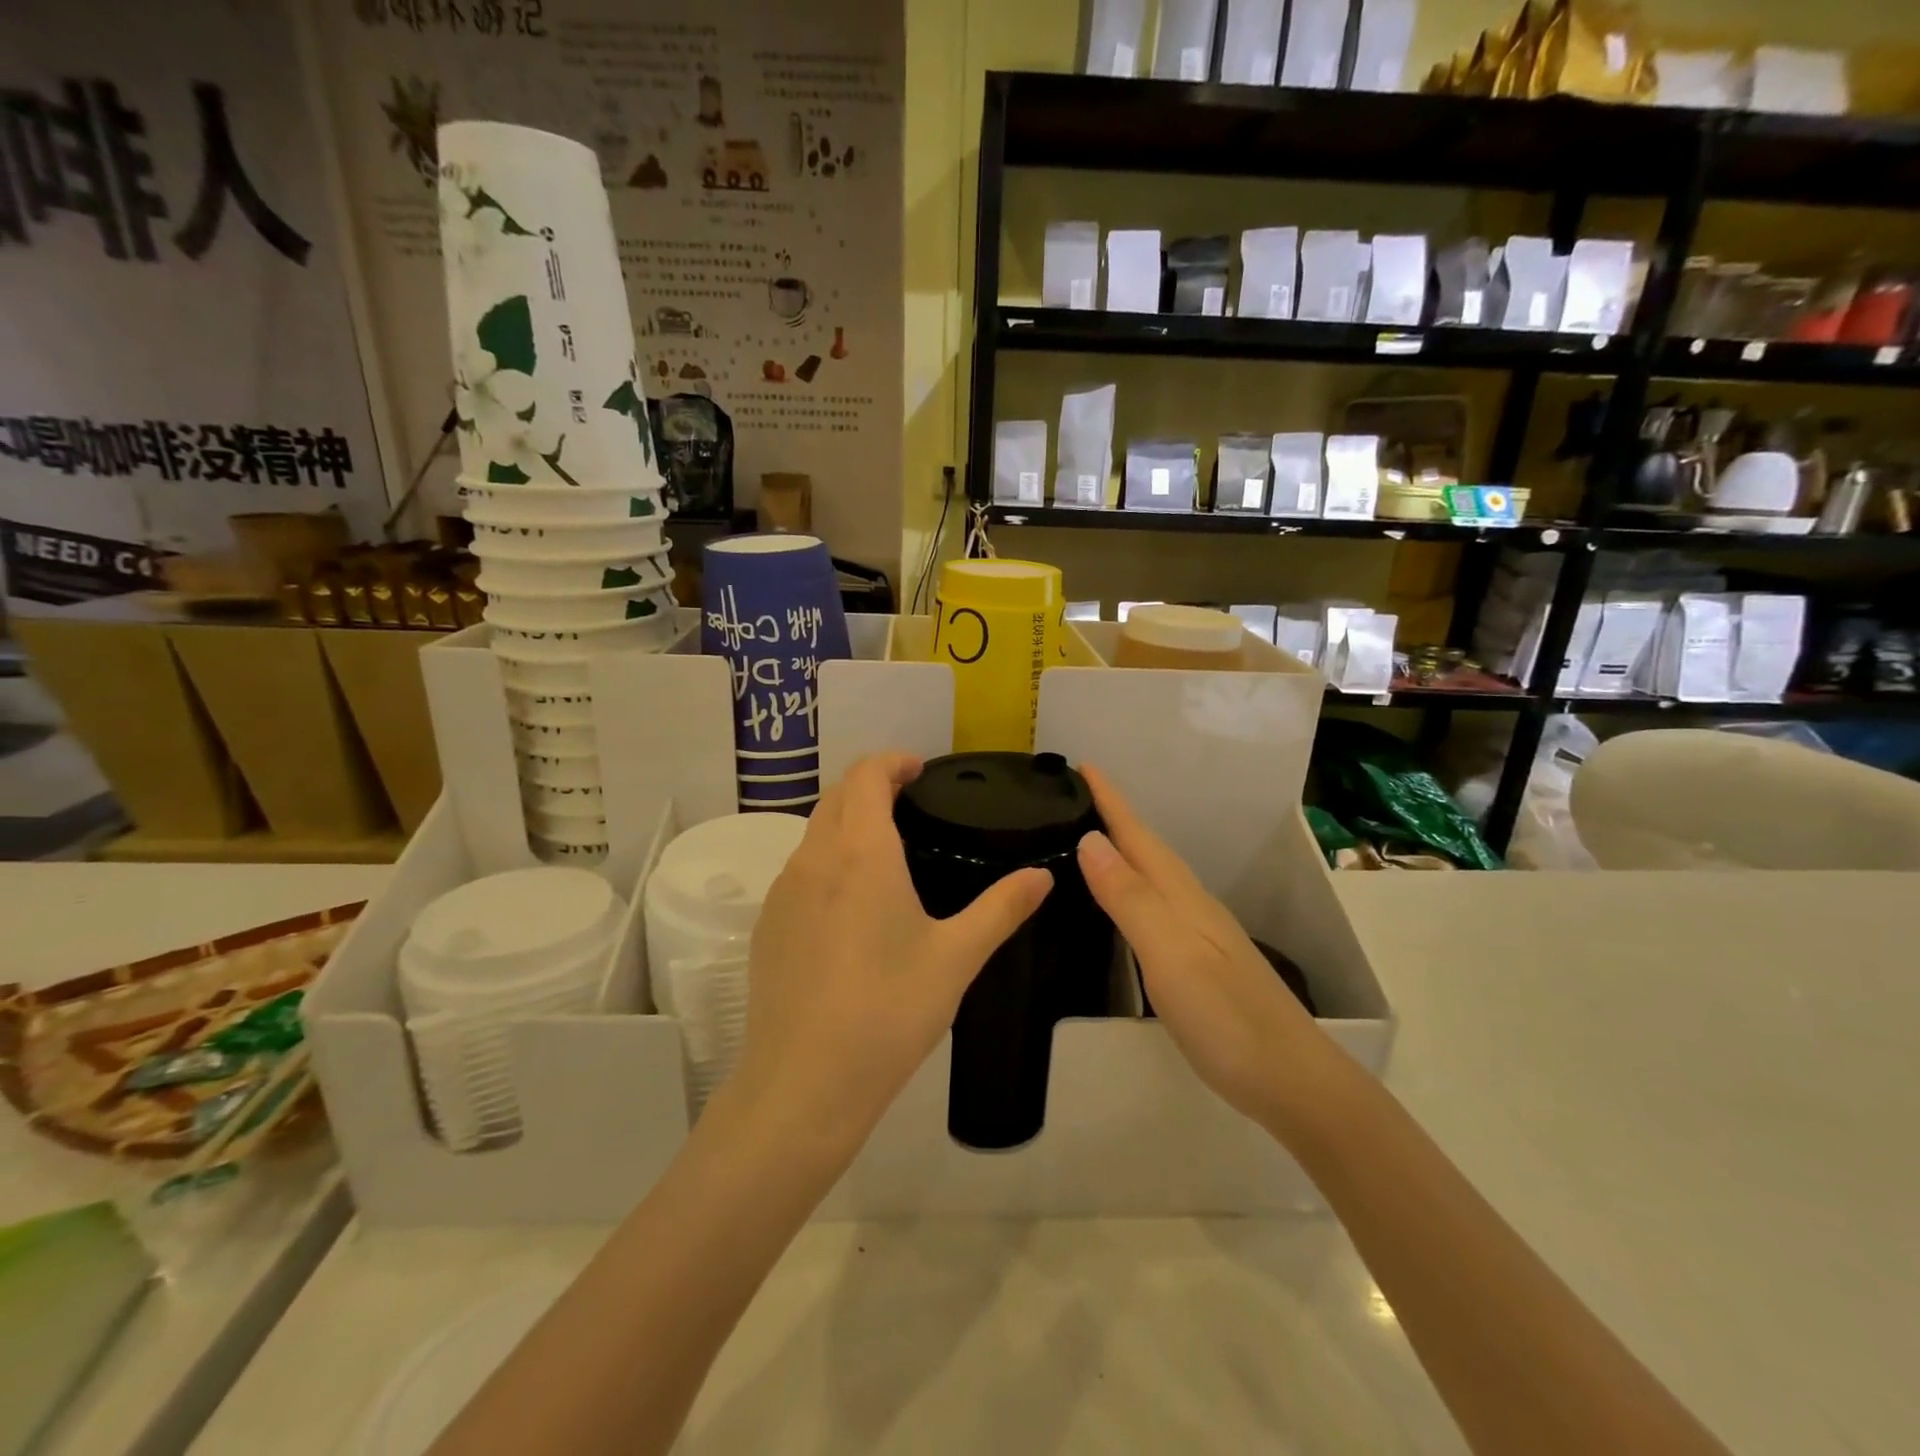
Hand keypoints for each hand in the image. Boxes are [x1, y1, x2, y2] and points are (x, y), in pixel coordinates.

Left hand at [733, 753, 1053, 1153]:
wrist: (803, 1085)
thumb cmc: (888, 1012)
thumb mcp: (957, 958)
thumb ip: (1002, 908)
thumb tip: (1043, 875)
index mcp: (860, 853)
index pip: (865, 775)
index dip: (892, 762)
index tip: (920, 770)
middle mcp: (813, 859)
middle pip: (836, 796)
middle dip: (870, 786)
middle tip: (910, 804)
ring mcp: (782, 893)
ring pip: (813, 832)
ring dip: (846, 822)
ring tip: (886, 851)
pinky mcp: (766, 926)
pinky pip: (798, 871)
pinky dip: (827, 860)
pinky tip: (852, 906)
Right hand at [1075, 765, 1331, 1131]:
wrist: (1292, 1081)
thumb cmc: (1225, 1016)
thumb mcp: (1169, 953)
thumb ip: (1129, 897)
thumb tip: (1089, 839)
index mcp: (1180, 896)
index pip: (1137, 836)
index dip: (1110, 800)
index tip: (1081, 764)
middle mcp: (1191, 904)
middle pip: (1147, 849)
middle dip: (1113, 817)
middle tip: (1075, 796)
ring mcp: (1200, 934)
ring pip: (1153, 876)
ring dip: (1124, 851)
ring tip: (1090, 839)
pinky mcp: (1201, 962)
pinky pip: (1157, 905)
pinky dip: (1134, 889)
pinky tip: (1125, 903)